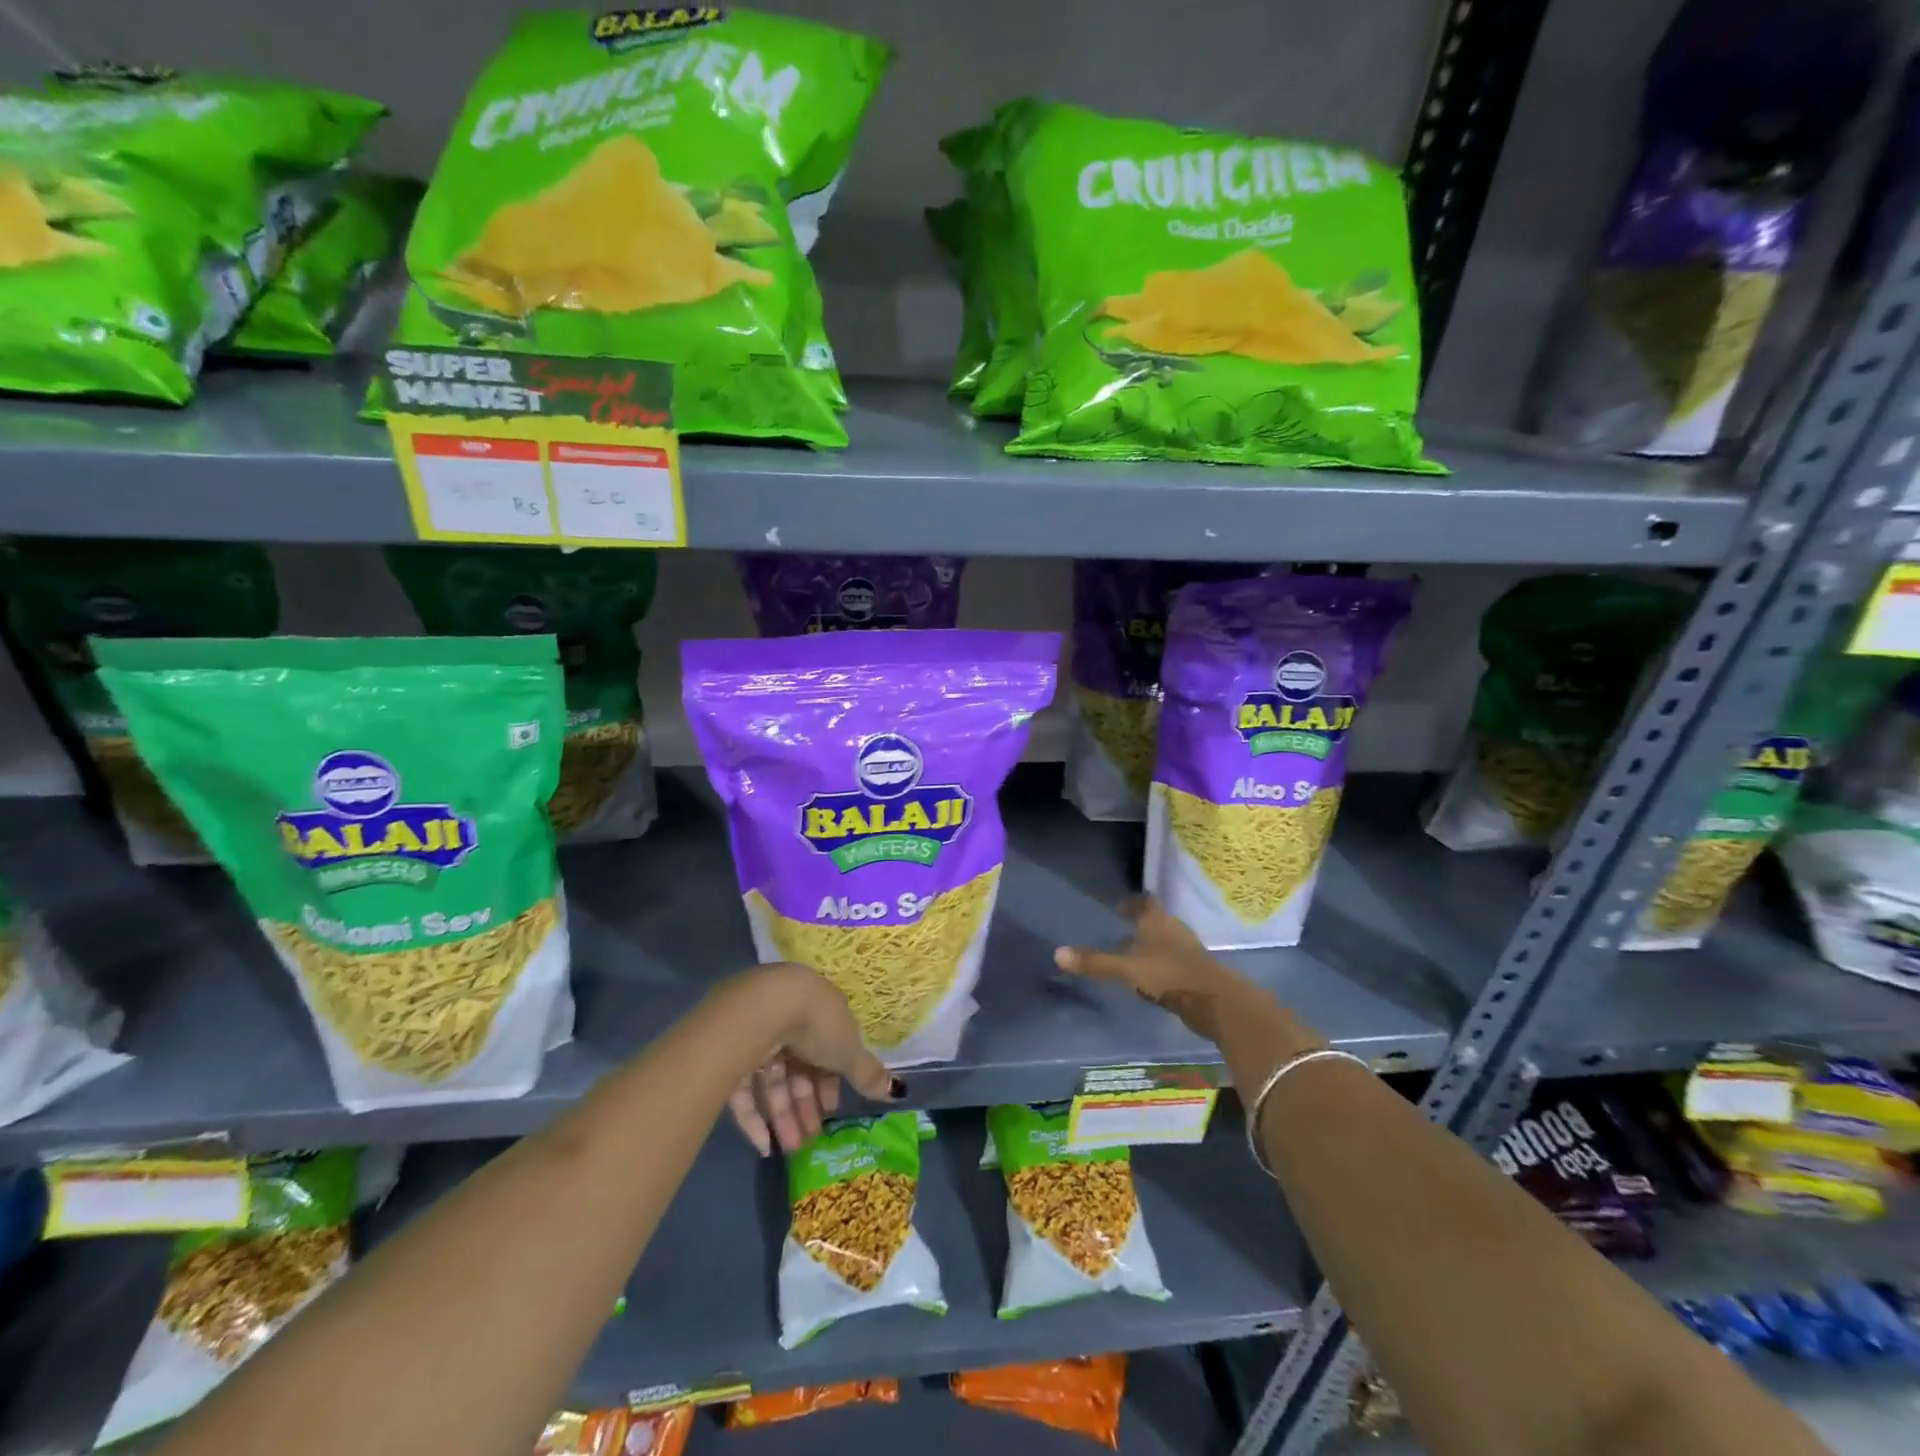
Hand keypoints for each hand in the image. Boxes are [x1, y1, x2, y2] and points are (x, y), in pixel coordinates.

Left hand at [717, 964, 898, 1156]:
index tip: (831, 1110)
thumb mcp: (848, 1050)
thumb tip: (896, 1091)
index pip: (824, 1051)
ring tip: (791, 1150)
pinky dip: (754, 1119)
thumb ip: (867, 1073)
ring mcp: (755, 1036)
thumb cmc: (817, 1024)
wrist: (764, 1009)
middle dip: (805, 1106)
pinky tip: (763, 1146)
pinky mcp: (728, 1054)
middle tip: (810, 1141)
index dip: (829, 1082)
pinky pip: (744, 1090)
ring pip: (772, 1082)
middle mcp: (786, 1021)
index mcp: (817, 1013)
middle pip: (797, 1069)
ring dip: (783, 1117)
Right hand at [1054, 896, 1251, 1044]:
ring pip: (1162, 942)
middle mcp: (1173, 929)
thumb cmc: (1168, 975)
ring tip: (1126, 956)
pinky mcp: (1194, 972)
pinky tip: (1145, 978)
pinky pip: (1169, 961)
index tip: (1115, 907)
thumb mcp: (1125, 969)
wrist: (1215, 1002)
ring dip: (1147, 946)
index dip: (1129, 902)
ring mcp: (1186, 951)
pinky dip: (1157, 965)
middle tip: (1114, 931)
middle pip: (1153, 921)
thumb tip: (1057, 953)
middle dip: (1136, 925)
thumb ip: (1094, 962)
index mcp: (1157, 920)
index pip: (1143, 901)